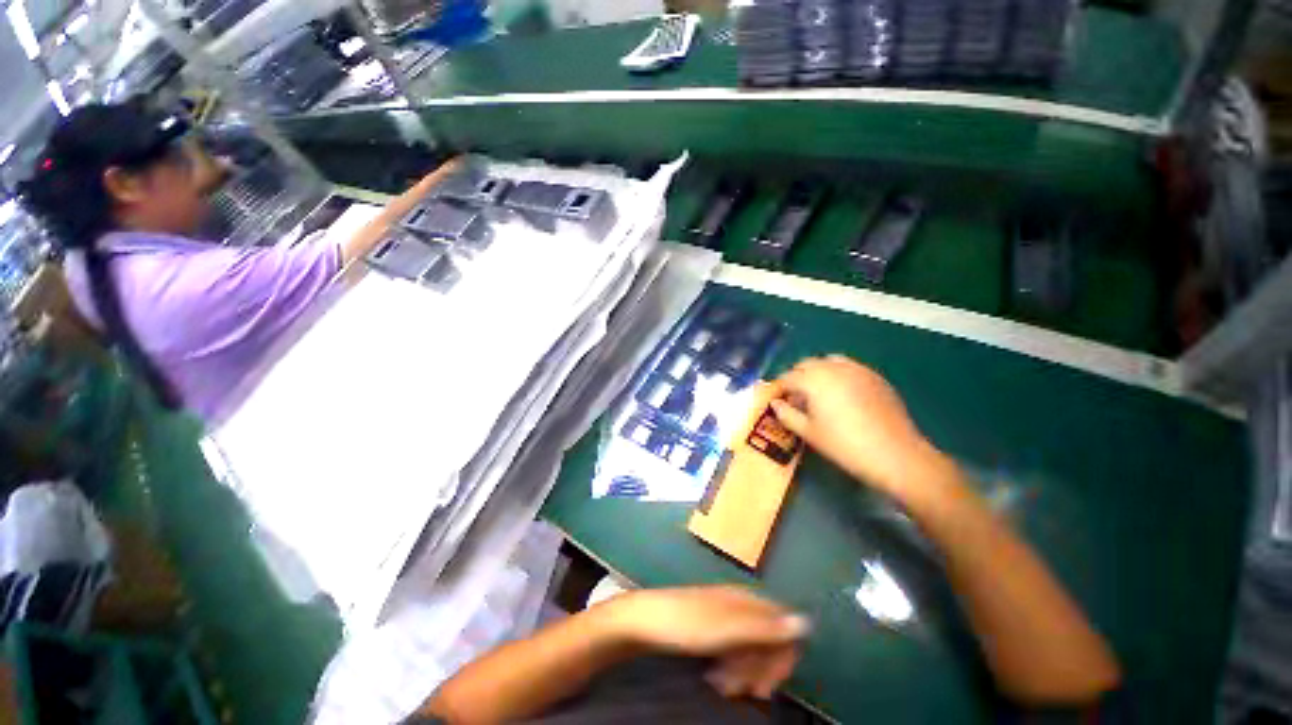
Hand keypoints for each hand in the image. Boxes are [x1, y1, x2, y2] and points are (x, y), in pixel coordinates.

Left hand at [604, 585, 808, 699]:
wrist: (645, 621)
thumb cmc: (686, 623)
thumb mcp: (727, 630)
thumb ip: (765, 627)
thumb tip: (805, 621)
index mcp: (746, 600)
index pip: (783, 625)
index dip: (783, 655)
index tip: (769, 684)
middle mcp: (739, 605)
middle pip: (768, 640)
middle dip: (760, 669)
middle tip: (743, 691)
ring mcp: (725, 617)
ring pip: (750, 649)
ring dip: (744, 673)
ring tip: (724, 687)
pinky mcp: (712, 629)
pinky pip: (734, 652)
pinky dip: (731, 669)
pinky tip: (717, 679)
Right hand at [769, 355, 954, 497]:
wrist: (896, 455)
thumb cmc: (845, 445)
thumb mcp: (809, 433)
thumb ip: (787, 415)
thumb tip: (776, 404)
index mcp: (814, 380)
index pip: (787, 377)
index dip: (778, 388)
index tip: (776, 400)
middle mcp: (833, 367)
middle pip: (806, 364)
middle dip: (796, 377)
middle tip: (795, 398)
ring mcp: (857, 369)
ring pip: (828, 361)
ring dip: (818, 372)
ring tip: (819, 393)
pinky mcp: (875, 376)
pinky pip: (849, 367)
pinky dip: (838, 374)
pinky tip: (843, 394)